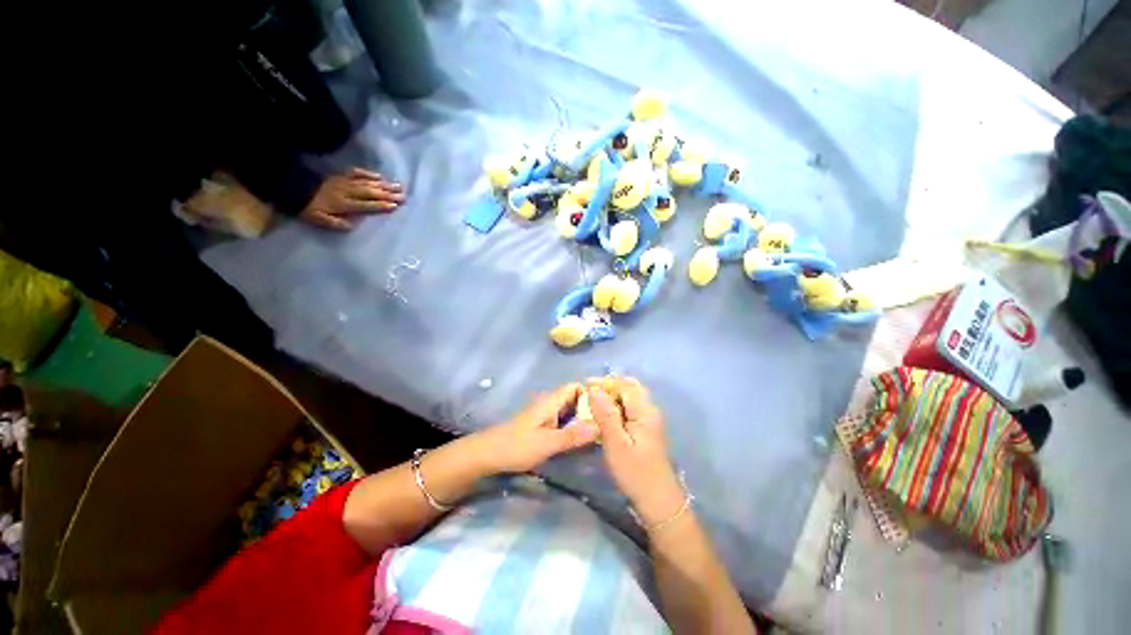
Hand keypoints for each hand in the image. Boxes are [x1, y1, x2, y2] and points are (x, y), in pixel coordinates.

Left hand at [300, 168, 405, 229]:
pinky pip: (357, 173)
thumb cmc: (309, 208)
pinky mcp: (341, 175)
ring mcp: (345, 181)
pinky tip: (380, 176)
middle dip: (388, 194)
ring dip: (384, 184)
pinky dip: (369, 174)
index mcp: (343, 203)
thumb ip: (336, 224)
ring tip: (398, 187)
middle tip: (403, 196)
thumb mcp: (319, 220)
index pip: (366, 205)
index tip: (395, 206)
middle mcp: (347, 191)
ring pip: (367, 182)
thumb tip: (352, 226)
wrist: (294, 188)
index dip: (380, 205)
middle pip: (370, 192)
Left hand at [479, 383, 599, 473]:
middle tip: (609, 421)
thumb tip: (600, 426)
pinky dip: (574, 426)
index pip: (575, 386)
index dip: (591, 391)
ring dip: (582, 418)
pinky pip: (563, 421)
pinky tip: (582, 439)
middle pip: (575, 398)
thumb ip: (573, 435)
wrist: (487, 455)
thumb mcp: (547, 443)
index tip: (608, 405)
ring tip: (602, 430)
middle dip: (590, 407)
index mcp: (551, 401)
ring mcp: (545, 415)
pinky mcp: (542, 426)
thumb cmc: (516, 446)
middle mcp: (549, 404)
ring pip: (569, 410)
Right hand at [586, 377, 684, 526]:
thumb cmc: (635, 472)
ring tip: (595, 402)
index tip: (586, 385)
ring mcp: (650, 420)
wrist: (658, 501)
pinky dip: (618, 406)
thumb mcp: (616, 443)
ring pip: (631, 398)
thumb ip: (606, 414)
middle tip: (590, 392)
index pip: (624, 385)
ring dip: (613, 395)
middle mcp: (650, 410)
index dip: (605, 382)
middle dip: (610, 386)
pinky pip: (631, 409)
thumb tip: (595, 389)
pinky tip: (606, 416)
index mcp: (645, 411)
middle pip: (630, 387)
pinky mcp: (647, 430)